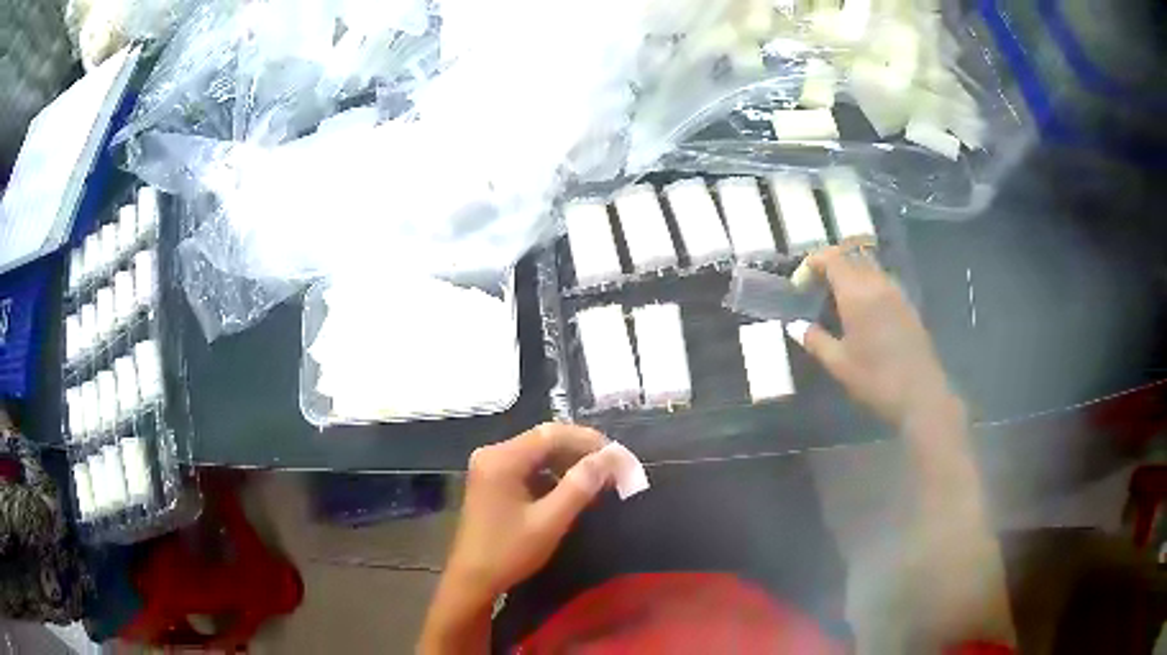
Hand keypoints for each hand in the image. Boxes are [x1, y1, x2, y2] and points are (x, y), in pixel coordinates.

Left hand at [444, 423, 611, 599]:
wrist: (472, 580)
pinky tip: (574, 489)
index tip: (620, 456)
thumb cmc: (509, 552)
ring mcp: (490, 466)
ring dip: (570, 464)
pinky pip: (529, 467)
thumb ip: (580, 486)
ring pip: (539, 454)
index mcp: (502, 458)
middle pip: (545, 440)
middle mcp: (493, 453)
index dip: (589, 441)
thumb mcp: (550, 521)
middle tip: (615, 469)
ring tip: (600, 480)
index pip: (552, 433)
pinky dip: (554, 475)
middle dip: (582, 452)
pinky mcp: (493, 480)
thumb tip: (612, 457)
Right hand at [788, 241, 954, 427]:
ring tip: (837, 296)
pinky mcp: (907, 305)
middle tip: (816, 285)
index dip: (813, 263)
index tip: (800, 283)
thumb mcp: (839, 364)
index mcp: (857, 293)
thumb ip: (815, 340)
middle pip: (852, 255)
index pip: (832, 259)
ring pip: (869, 266)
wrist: (920, 395)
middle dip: (831, 263)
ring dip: (850, 271)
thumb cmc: (875, 379)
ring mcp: (896, 292)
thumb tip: (795, 326)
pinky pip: (882, 280)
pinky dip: (867, 283)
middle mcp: (877, 284)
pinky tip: (862, 309)